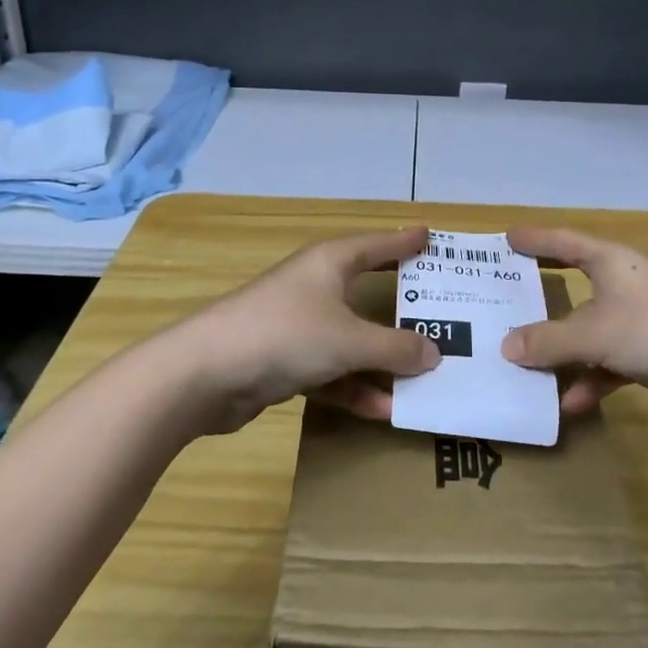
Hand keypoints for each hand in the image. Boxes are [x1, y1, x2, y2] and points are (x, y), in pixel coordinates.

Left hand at [159, 227, 441, 431]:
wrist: (206, 373)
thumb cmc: (285, 334)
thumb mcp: (349, 340)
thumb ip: (395, 347)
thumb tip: (435, 354)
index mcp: (330, 263)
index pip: (377, 244)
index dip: (404, 241)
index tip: (430, 236)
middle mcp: (315, 286)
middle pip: (367, 291)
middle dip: (401, 306)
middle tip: (441, 311)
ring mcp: (298, 325)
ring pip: (351, 338)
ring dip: (382, 360)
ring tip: (424, 377)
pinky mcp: (284, 360)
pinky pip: (331, 371)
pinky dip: (354, 388)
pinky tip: (383, 410)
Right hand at [499, 227, 647, 433]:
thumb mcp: (598, 334)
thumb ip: (549, 341)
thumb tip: (505, 346)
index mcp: (612, 261)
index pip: (563, 240)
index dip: (534, 239)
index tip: (505, 237)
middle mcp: (628, 282)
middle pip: (575, 283)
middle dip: (542, 296)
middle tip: (505, 298)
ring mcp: (647, 317)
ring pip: (593, 328)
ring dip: (565, 350)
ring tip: (527, 368)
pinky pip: (614, 359)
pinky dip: (594, 377)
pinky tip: (574, 404)